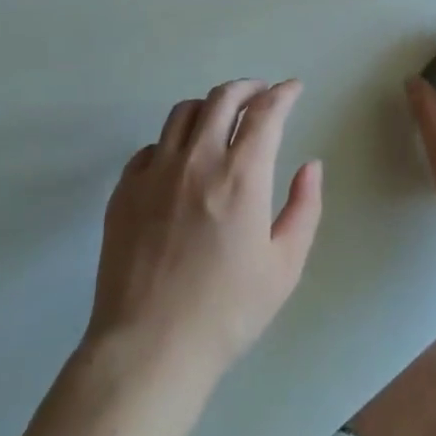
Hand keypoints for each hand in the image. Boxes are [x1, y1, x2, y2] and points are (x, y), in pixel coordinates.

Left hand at [86, 79, 322, 384]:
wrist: (149, 348)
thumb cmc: (227, 312)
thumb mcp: (285, 266)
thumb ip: (304, 208)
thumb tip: (310, 165)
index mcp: (241, 176)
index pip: (266, 112)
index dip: (283, 93)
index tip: (293, 88)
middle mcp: (197, 160)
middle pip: (222, 98)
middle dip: (248, 87)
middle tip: (261, 94)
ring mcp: (155, 171)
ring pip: (183, 113)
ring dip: (210, 106)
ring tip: (222, 119)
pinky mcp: (125, 189)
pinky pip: (151, 146)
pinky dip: (173, 142)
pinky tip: (181, 160)